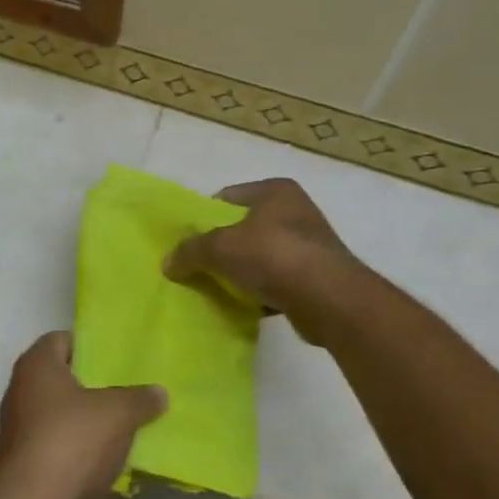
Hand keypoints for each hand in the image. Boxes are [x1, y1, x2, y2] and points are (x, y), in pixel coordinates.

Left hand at [0, 332, 165, 498]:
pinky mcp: (27, 463)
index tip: (118, 357)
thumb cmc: (72, 442)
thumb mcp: (118, 413)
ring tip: (127, 423)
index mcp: (37, 366)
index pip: (61, 339)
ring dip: (89, 420)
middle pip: (62, 378)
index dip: (89, 344)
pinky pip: (60, 444)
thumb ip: (140, 398)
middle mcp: (22, 391)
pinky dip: (81, 448)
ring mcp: (21, 429)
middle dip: (94, 384)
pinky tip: (110, 457)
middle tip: (129, 389)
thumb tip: (159, 392)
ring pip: (62, 414)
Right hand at [163, 179, 361, 344]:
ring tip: (216, 289)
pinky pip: (276, 282)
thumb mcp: (220, 248)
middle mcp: (295, 211)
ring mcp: (308, 246)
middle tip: (197, 266)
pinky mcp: (315, 278)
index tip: (188, 241)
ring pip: (259, 256)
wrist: (330, 300)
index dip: (205, 217)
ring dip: (240, 272)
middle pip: (244, 228)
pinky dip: (259, 293)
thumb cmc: (273, 255)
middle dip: (221, 248)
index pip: (228, 197)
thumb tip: (168, 263)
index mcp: (275, 191)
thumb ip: (190, 251)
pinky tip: (243, 306)